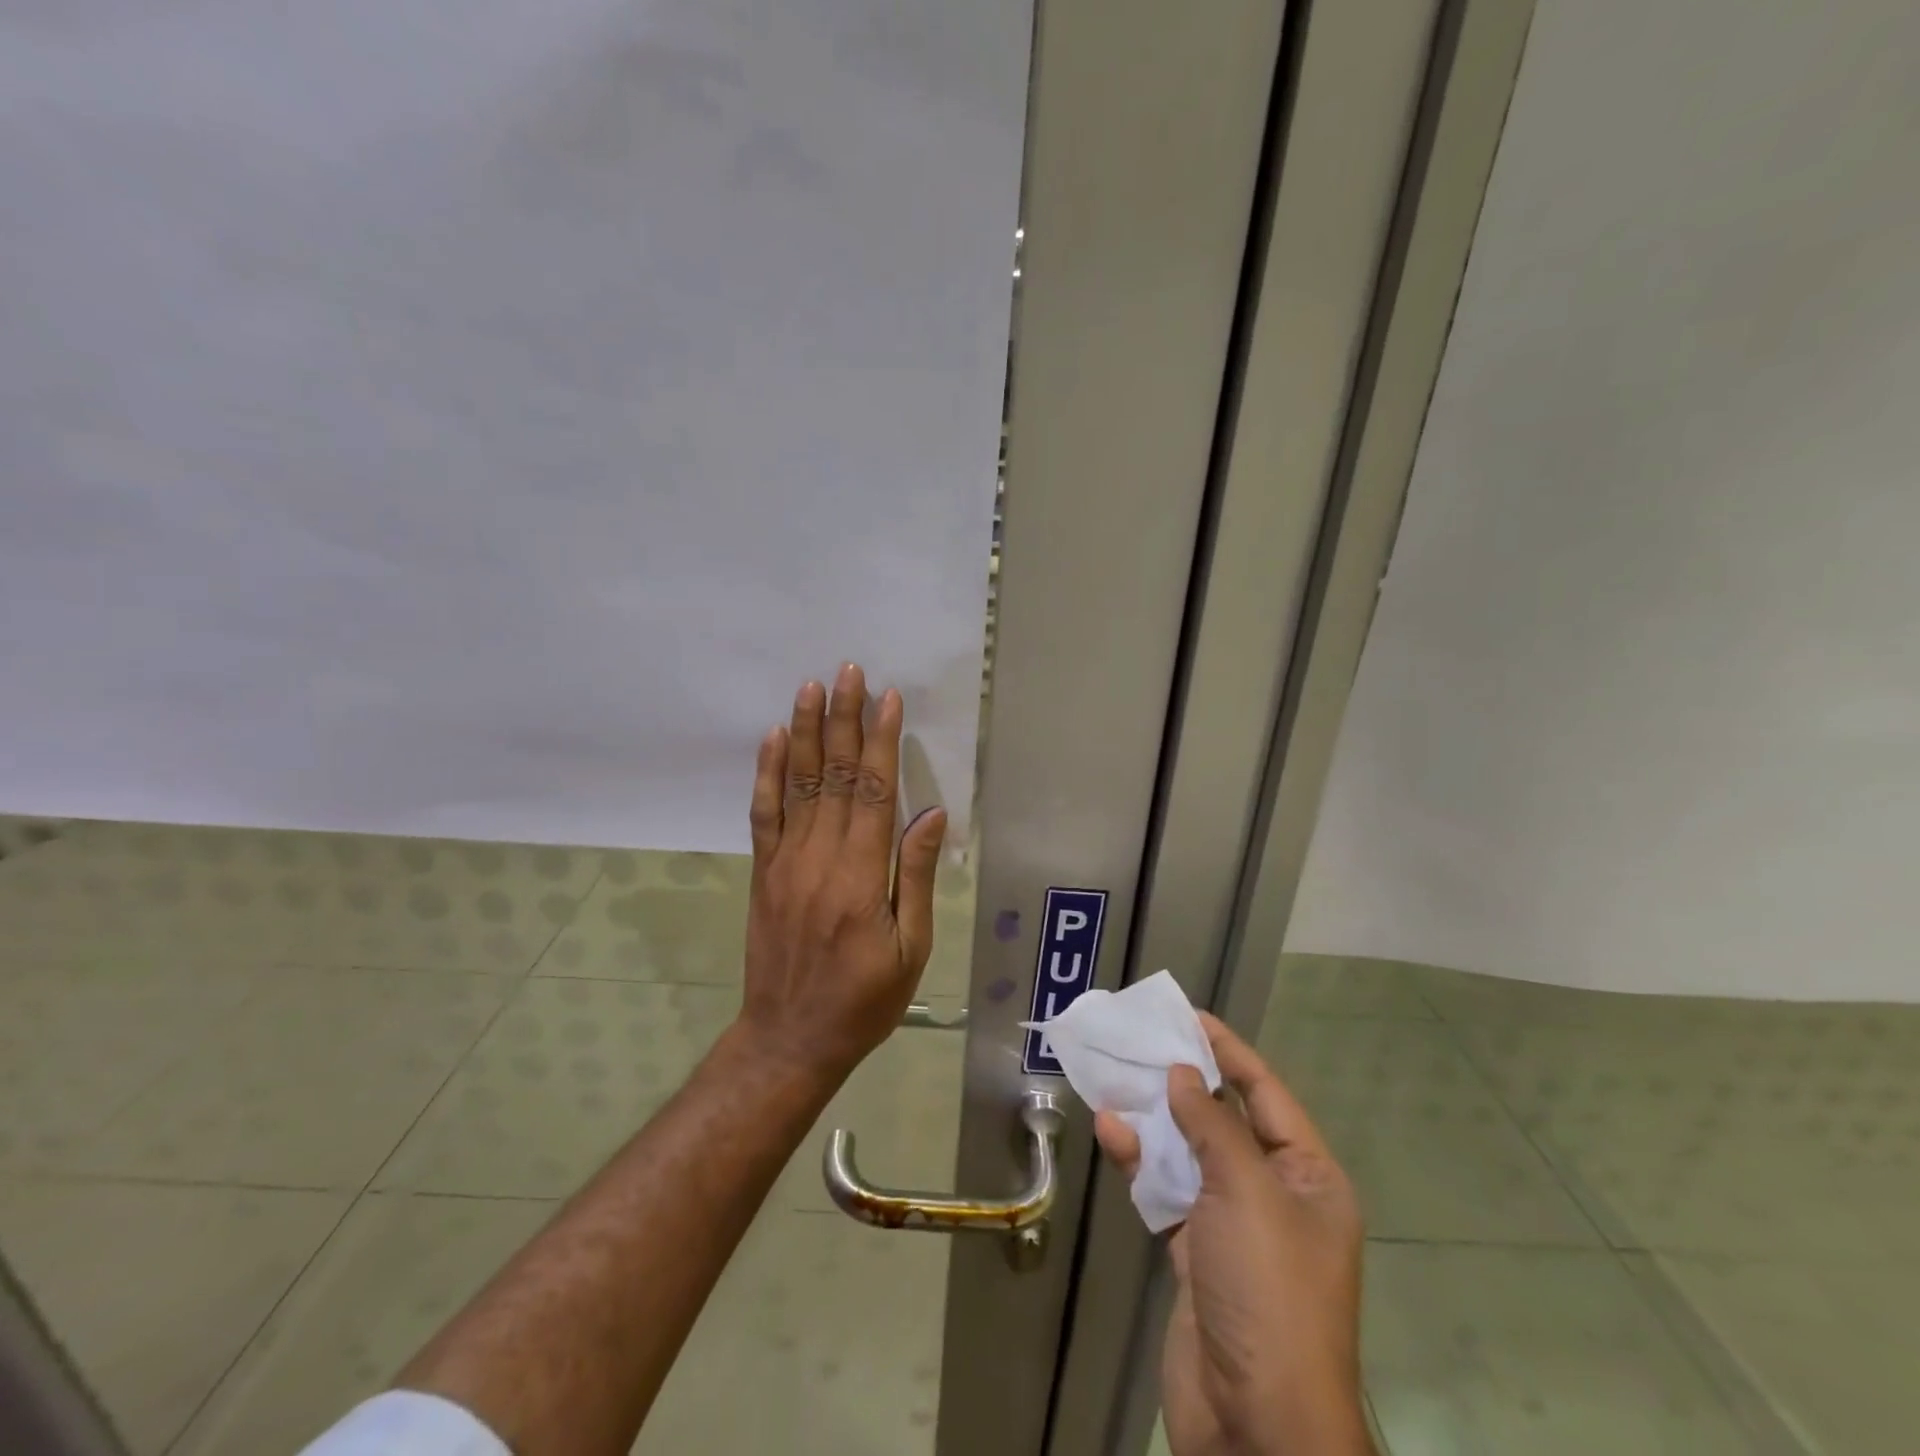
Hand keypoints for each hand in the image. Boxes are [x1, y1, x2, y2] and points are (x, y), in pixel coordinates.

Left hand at [737, 663, 946, 1084]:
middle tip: (848, 671)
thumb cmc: (865, 999)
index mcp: (861, 876)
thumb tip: (930, 815)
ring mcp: (785, 862)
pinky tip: (772, 739)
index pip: (873, 791)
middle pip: (833, 775)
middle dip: (843, 719)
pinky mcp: (763, 872)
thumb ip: (916, 876)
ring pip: (797, 784)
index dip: (881, 741)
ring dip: (804, 732)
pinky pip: (763, 813)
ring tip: (811, 688)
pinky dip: (767, 773)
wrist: (789, 1037)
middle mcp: (820, 858)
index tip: (887, 698)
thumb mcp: (910, 948)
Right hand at [1095, 1014, 1371, 1455]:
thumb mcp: (1247, 1193)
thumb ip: (1213, 1124)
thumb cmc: (1269, 1291)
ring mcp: (1233, 1226)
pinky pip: (1166, 1191)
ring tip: (1115, 1078)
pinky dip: (1140, 1162)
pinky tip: (1111, 1132)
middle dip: (1183, 1082)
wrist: (1258, 1427)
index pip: (1265, 1093)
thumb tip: (1185, 1074)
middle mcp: (1274, 1194)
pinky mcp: (1196, 1253)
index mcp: (1308, 1176)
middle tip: (1140, 1042)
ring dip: (1153, 1120)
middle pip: (1223, 1119)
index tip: (1189, 1016)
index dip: (1228, 1051)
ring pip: (1189, 1153)